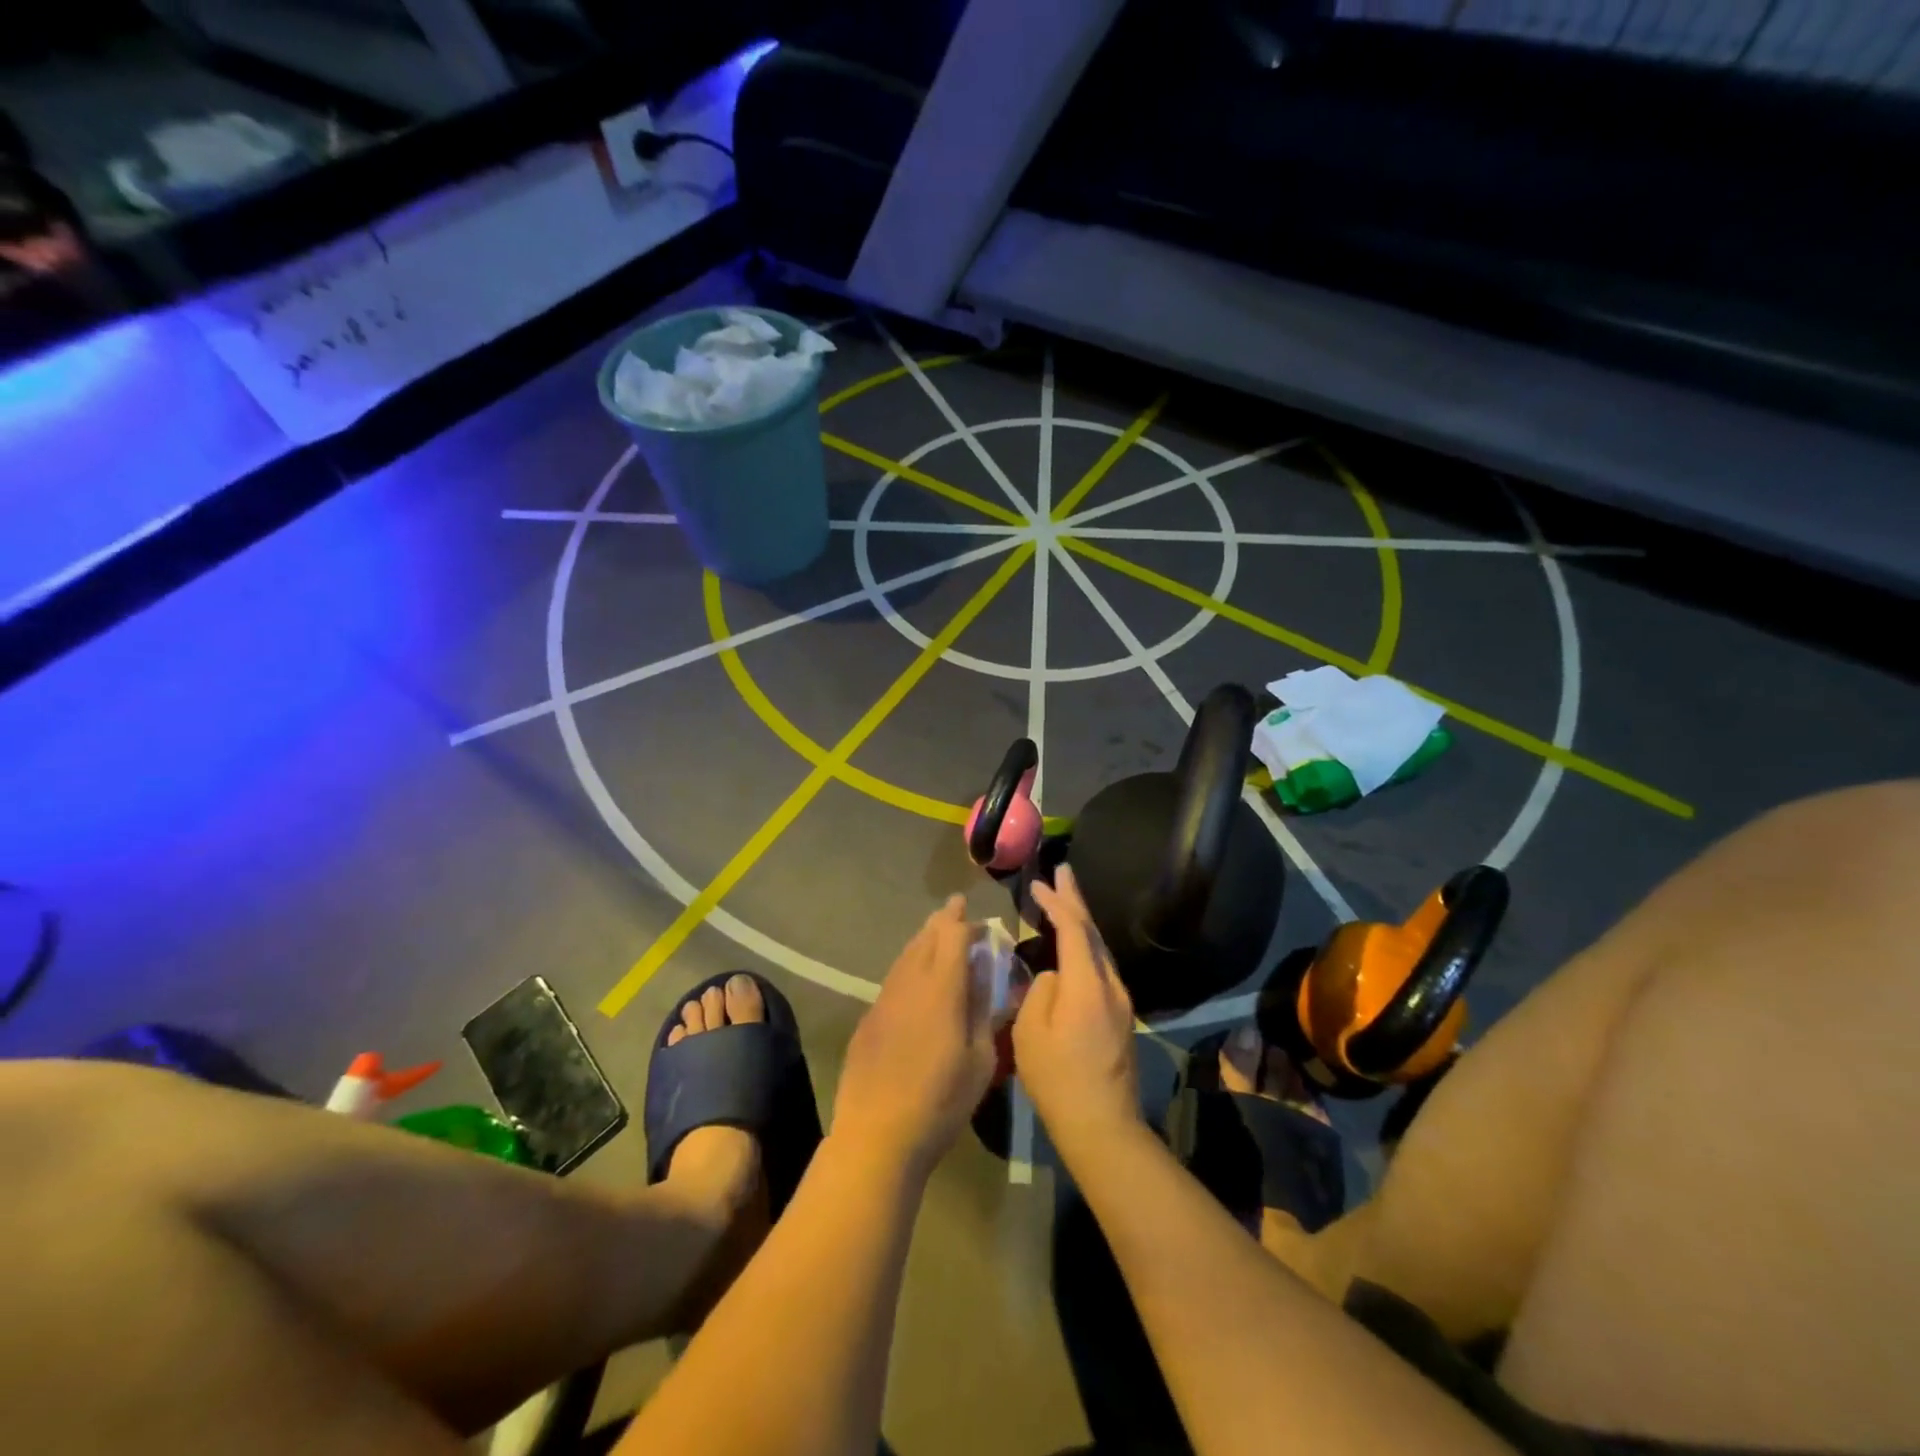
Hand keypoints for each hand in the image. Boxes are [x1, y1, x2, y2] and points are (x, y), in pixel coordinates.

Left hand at [832, 895, 996, 1177]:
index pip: (952, 935)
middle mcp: (909, 983)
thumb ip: (983, 1009)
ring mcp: (884, 999)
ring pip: (905, 955)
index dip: (965, 921)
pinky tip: (915, 977)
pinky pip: (893, 978)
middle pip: (925, 938)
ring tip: (936, 934)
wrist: (877, 1134)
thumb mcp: (980, 1059)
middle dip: (943, 921)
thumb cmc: (941, 1101)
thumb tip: (986, 972)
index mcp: (941, 988)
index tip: (977, 917)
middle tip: (956, 909)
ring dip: (923, 940)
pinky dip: (909, 966)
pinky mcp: (869, 1018)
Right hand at [1013, 865, 1140, 1155]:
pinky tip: (1074, 945)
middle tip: (1064, 871)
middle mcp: (1111, 984)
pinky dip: (1085, 945)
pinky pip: (1101, 966)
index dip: (1056, 903)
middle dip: (1076, 899)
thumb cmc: (1058, 1078)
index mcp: (1087, 983)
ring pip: (1100, 948)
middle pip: (1092, 931)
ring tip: (1066, 899)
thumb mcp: (1030, 1032)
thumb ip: (1040, 991)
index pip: (1073, 929)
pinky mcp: (1121, 1016)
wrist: (1102, 1124)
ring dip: (1082, 922)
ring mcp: (1120, 1000)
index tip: (1038, 883)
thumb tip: (1053, 977)